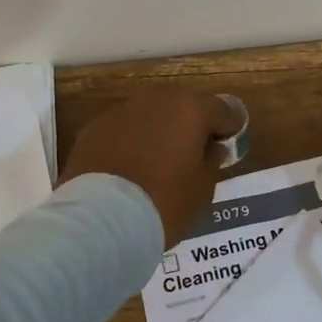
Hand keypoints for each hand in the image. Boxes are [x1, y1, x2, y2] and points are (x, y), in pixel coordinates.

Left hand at [60, 92, 243, 245]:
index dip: (228, 129)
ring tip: (155, 166)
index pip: (223, 111)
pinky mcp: (93, 129)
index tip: (226, 149)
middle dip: (189, 128)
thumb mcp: (203, 190)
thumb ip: (211, 162)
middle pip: (182, 108)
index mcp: (191, 110)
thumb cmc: (165, 203)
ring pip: (149, 118)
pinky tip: (127, 172)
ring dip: (157, 134)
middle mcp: (157, 101)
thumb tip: (209, 149)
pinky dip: (128, 144)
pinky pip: (122, 132)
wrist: (102, 220)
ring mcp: (121, 112)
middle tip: (190, 158)